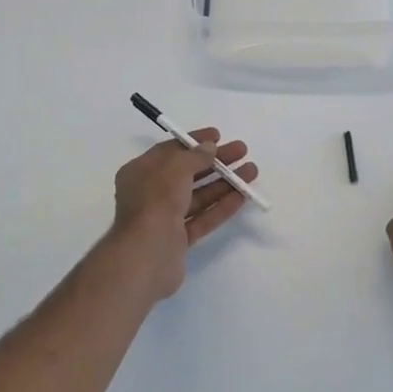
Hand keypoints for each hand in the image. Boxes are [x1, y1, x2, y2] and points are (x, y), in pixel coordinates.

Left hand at [104, 129, 258, 299]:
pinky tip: (243, 195)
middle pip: (188, 172)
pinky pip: (202, 218)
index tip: (218, 136)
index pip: (170, 151)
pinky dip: (221, 206)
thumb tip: (210, 147)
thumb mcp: (175, 168)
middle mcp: (150, 193)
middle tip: (242, 151)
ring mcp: (164, 218)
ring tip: (252, 171)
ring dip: (224, 182)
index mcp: (140, 172)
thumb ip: (195, 156)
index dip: (194, 142)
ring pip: (198, 195)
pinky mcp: (178, 240)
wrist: (147, 256)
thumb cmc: (156, 202)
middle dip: (215, 161)